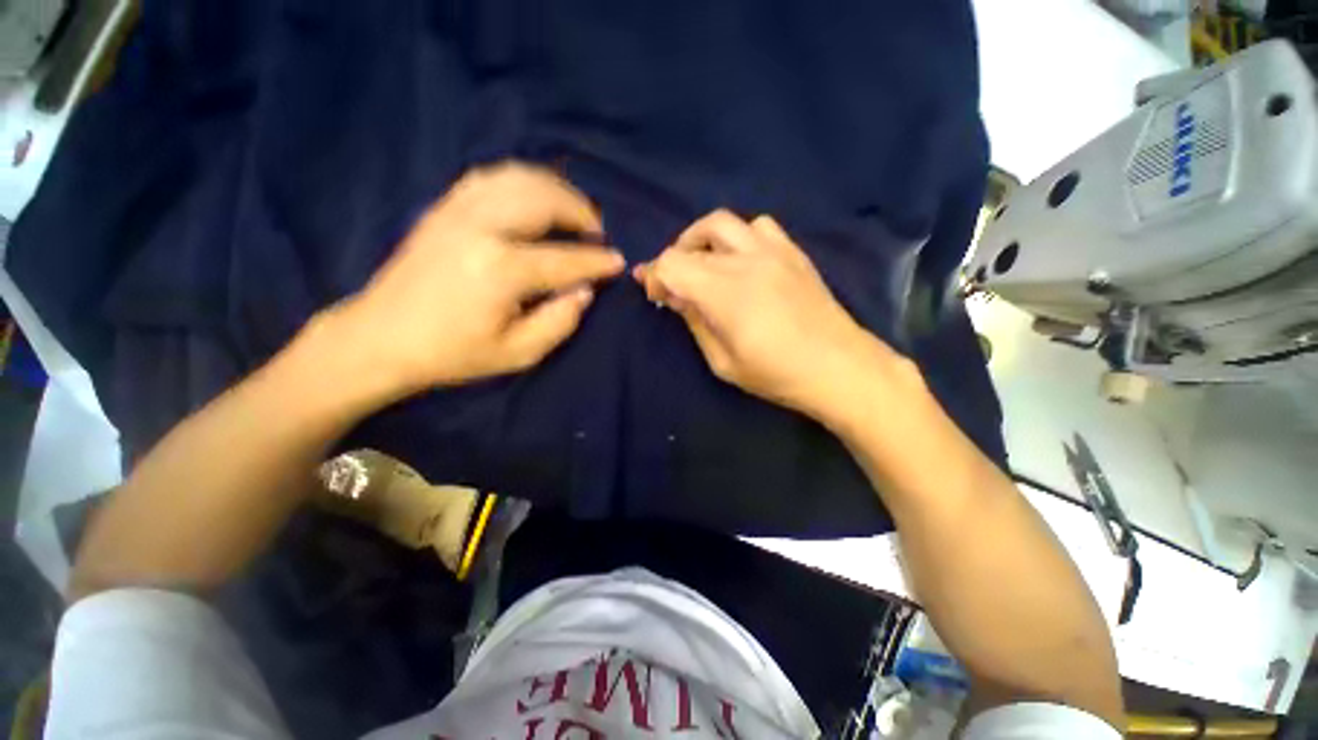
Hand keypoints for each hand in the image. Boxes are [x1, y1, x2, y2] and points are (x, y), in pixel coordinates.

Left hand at [321, 162, 624, 399]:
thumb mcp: (517, 354)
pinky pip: (492, 177)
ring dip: (556, 189)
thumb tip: (584, 290)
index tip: (618, 262)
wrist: (380, 339)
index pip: (565, 259)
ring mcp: (457, 210)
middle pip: (544, 200)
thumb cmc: (453, 354)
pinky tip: (535, 198)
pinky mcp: (444, 207)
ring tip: (573, 211)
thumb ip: (560, 321)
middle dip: (581, 211)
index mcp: (500, 269)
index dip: (597, 262)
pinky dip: (523, 181)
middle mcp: (481, 227)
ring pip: (519, 178)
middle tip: (597, 232)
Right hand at [635, 210, 919, 422]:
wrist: (840, 367)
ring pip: (723, 222)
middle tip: (673, 284)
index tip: (654, 294)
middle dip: (673, 259)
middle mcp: (746, 261)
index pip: (672, 264)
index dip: (655, 276)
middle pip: (693, 240)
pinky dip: (738, 237)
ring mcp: (773, 251)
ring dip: (702, 240)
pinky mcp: (793, 252)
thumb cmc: (777, 374)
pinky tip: (741, 260)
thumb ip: (696, 323)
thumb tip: (676, 297)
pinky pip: (758, 226)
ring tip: (703, 264)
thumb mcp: (723, 362)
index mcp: (725, 293)